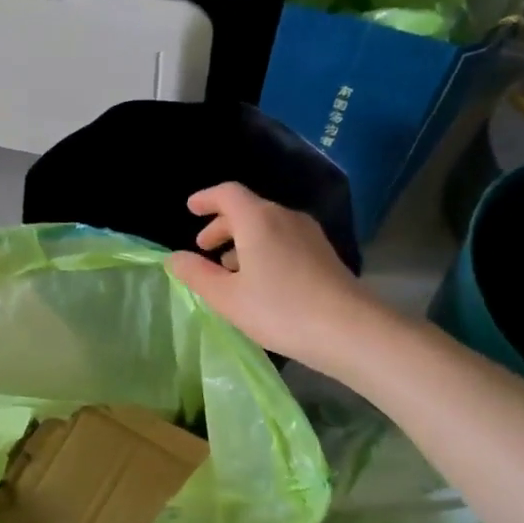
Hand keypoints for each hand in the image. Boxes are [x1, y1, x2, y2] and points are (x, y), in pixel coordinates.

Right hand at [166, 182, 383, 373]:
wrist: (348, 329)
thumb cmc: (279, 310)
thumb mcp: (227, 297)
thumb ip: (197, 275)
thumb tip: (175, 258)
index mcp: (258, 219)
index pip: (227, 193)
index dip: (206, 198)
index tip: (191, 209)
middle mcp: (285, 217)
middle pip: (248, 209)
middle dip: (222, 225)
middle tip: (204, 247)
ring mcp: (308, 234)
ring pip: (267, 226)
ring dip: (243, 240)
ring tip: (229, 270)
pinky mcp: (323, 254)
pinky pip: (284, 240)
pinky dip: (264, 249)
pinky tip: (260, 280)